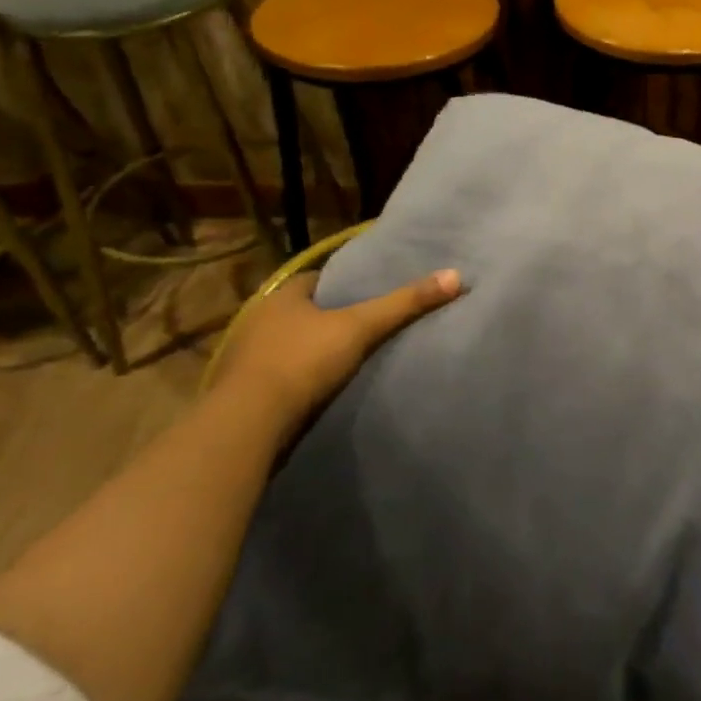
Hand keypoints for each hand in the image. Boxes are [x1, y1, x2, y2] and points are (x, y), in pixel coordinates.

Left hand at [216, 268, 462, 422]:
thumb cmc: (302, 362)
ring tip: (350, 357)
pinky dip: (299, 379)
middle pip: (303, 312)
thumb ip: (405, 303)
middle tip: (366, 323)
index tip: (370, 291)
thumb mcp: (361, 328)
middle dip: (329, 317)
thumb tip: (456, 275)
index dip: (343, 284)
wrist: (248, 424)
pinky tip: (321, 388)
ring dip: (312, 350)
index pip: (316, 280)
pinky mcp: (243, 392)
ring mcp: (246, 358)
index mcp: (281, 297)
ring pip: (289, 344)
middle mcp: (258, 320)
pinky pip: (280, 376)